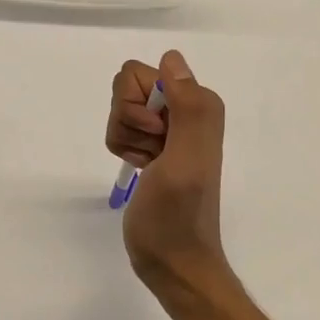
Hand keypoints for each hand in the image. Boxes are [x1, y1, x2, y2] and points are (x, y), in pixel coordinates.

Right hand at [105, 51, 227, 295]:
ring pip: (121, 108)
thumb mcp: (185, 161)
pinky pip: (120, 127)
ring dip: (126, 137)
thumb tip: (172, 58)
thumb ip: (187, 109)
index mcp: (199, 103)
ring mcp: (168, 126)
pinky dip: (123, 148)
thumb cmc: (177, 216)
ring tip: (148, 165)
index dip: (138, 106)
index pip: (141, 73)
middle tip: (152, 153)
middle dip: (129, 121)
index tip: (157, 138)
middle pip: (127, 88)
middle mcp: (186, 107)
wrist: (172, 261)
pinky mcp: (153, 144)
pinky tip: (141, 169)